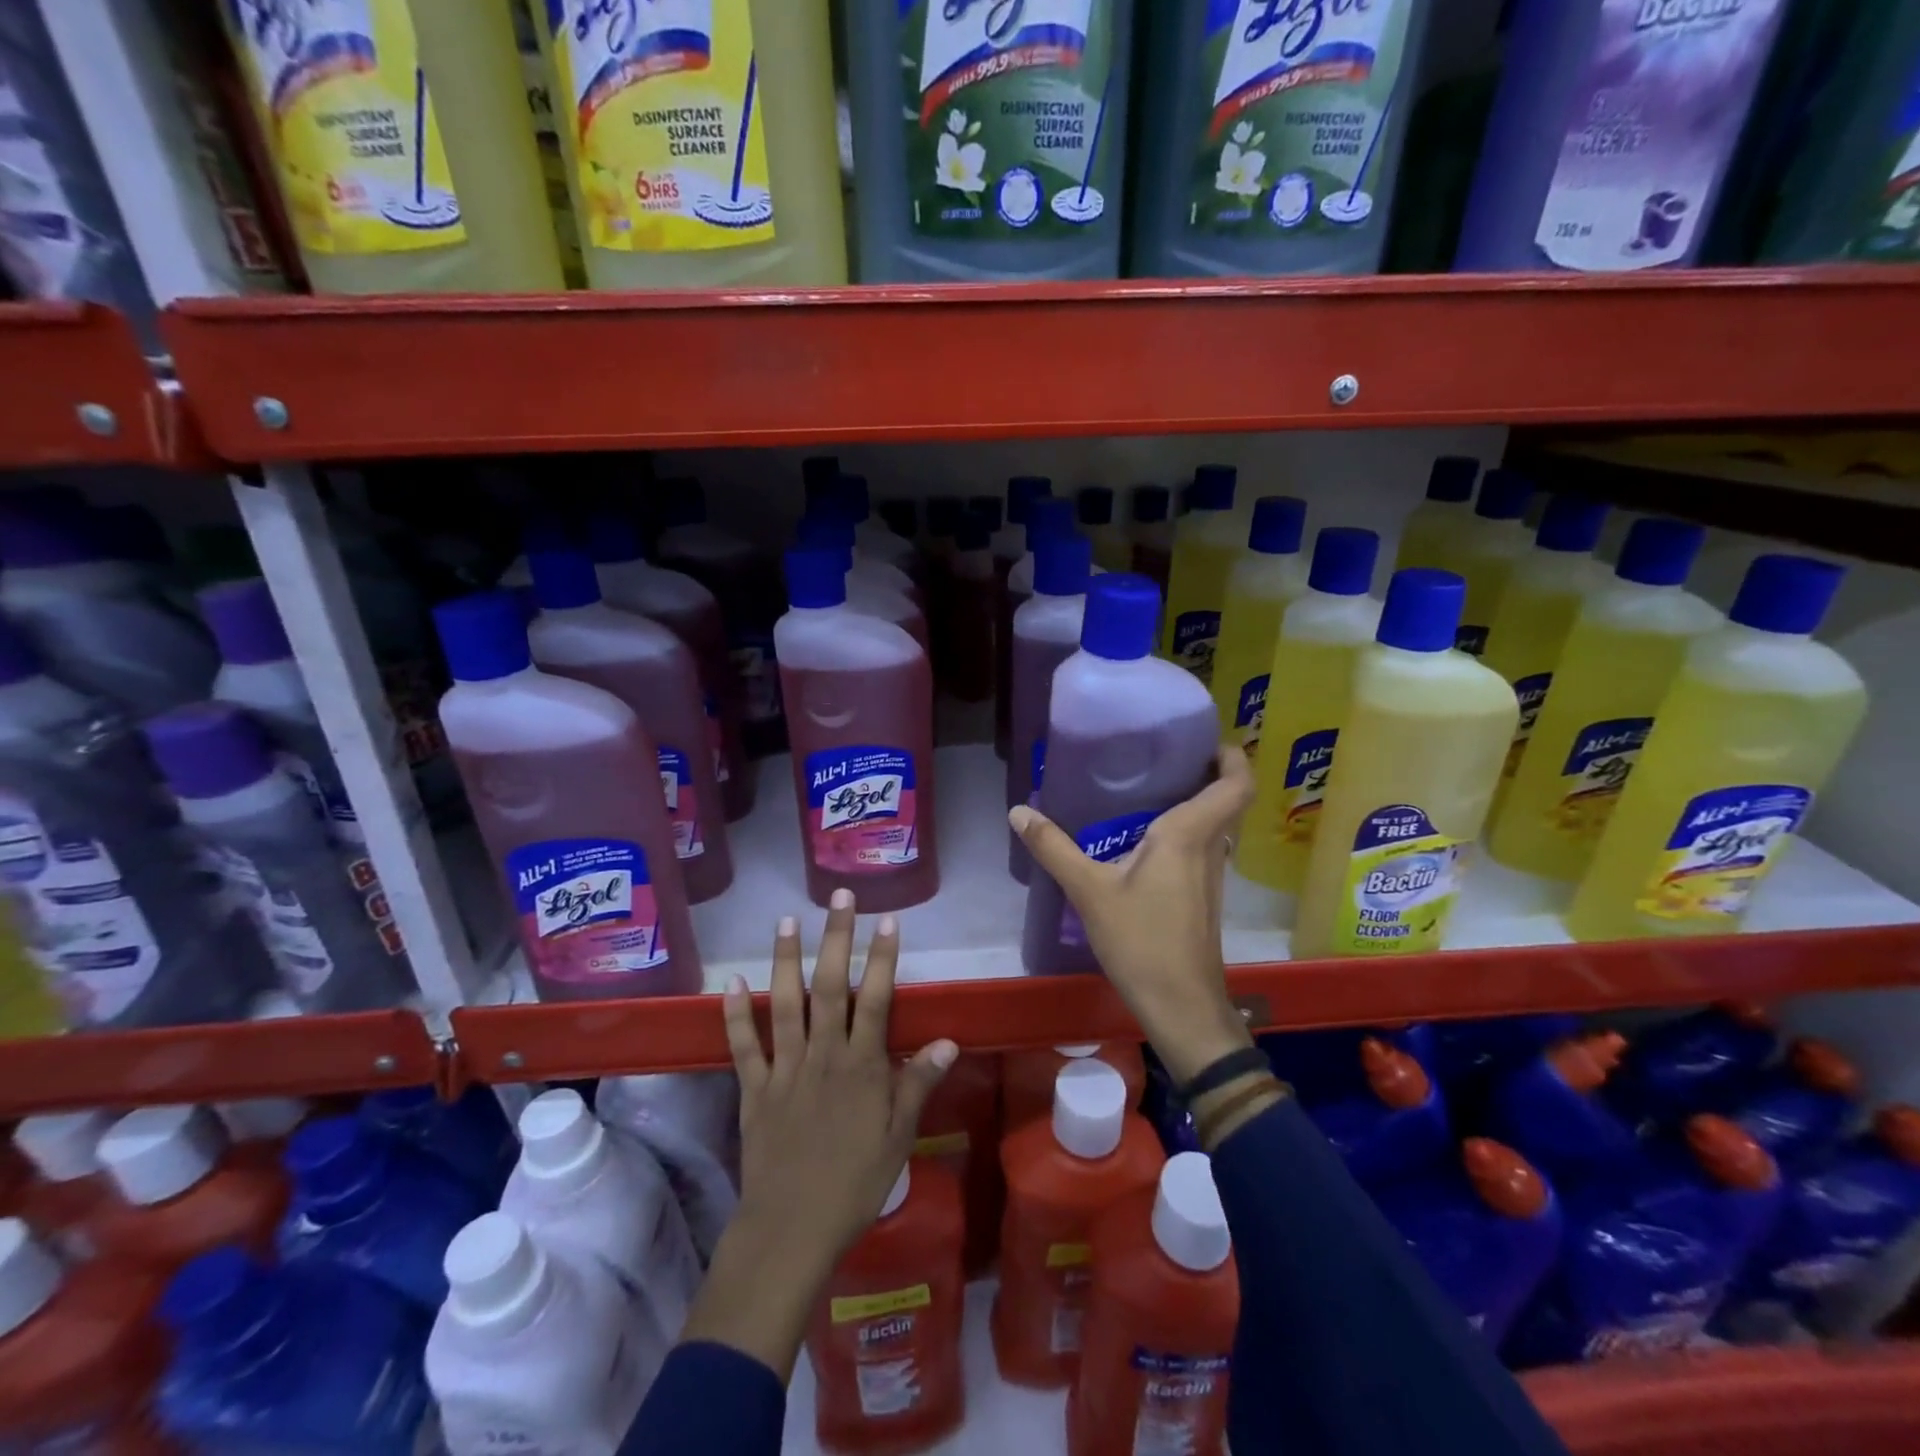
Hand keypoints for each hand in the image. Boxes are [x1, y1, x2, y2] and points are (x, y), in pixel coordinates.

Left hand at [680, 890, 954, 1378]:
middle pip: (829, 986)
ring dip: (785, 959)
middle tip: (838, 897)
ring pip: (784, 1003)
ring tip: (786, 920)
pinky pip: (743, 1046)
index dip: (882, 958)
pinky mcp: (754, 1088)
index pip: (876, 999)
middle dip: (835, 938)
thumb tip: (947, 1040)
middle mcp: (823, 1054)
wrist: (791, 1229)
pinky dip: (735, 1014)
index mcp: (861, 1066)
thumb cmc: (854, 1183)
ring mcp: (785, 1068)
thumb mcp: (899, 1137)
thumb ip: (919, 1084)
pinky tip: (731, 982)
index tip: (887, 920)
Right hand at [1009, 745, 1257, 1086]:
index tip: (1205, 737)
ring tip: (1147, 786)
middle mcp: (1209, 849)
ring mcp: (1210, 876)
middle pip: (1224, 799)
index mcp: (1190, 835)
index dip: (1232, 756)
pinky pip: (1200, 848)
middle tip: (1160, 753)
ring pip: (1212, 825)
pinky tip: (1142, 840)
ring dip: (1192, 801)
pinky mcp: (1202, 897)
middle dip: (1203, 771)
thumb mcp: (1089, 891)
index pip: (1235, 784)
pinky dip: (1182, 831)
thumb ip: (1054, 848)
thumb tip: (1019, 811)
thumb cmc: (1142, 941)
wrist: (1181, 1006)